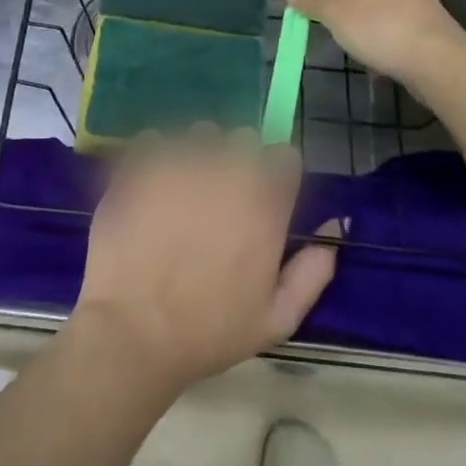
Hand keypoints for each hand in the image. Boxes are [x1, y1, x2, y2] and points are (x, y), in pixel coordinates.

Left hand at [72, 129, 337, 396]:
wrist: (132, 332)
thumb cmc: (208, 332)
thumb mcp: (276, 320)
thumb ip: (312, 271)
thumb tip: (333, 227)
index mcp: (263, 203)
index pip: (285, 156)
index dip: (276, 174)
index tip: (264, 196)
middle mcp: (226, 170)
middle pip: (243, 138)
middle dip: (238, 160)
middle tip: (220, 197)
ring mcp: (180, 162)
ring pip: (199, 134)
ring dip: (197, 154)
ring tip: (182, 190)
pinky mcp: (139, 163)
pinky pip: (155, 139)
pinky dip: (156, 156)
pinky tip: (150, 189)